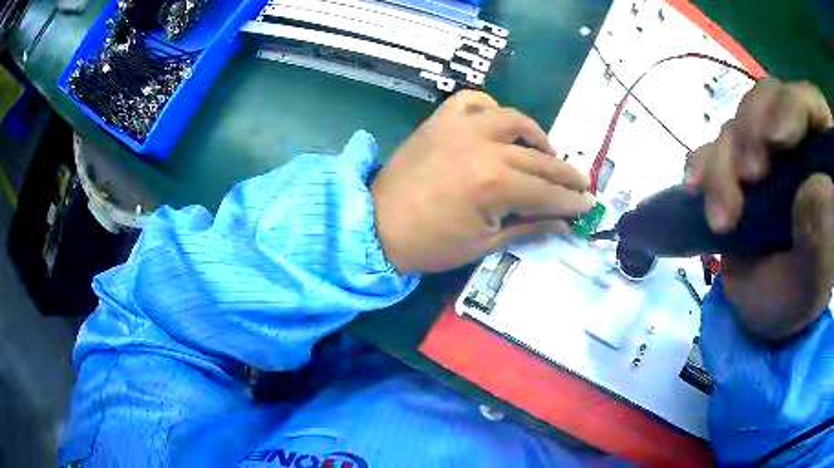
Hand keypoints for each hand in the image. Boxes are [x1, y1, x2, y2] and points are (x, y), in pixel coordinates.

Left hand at [371, 91, 592, 274]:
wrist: (377, 226)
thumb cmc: (430, 244)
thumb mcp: (484, 244)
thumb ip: (529, 227)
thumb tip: (564, 224)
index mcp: (495, 184)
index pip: (547, 192)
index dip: (571, 201)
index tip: (590, 205)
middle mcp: (483, 146)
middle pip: (538, 157)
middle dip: (565, 173)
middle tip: (582, 183)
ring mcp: (460, 127)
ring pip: (513, 119)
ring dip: (537, 135)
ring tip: (546, 152)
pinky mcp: (440, 120)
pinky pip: (473, 100)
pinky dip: (490, 108)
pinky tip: (498, 124)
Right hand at [687, 79, 833, 340]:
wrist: (763, 318)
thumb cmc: (798, 298)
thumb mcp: (817, 276)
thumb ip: (824, 233)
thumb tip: (817, 185)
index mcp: (824, 156)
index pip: (808, 104)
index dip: (791, 108)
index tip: (776, 142)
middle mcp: (799, 140)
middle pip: (770, 101)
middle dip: (752, 134)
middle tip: (746, 180)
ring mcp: (769, 150)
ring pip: (740, 121)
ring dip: (723, 162)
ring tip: (721, 216)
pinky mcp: (741, 164)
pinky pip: (716, 143)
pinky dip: (703, 164)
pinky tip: (695, 190)